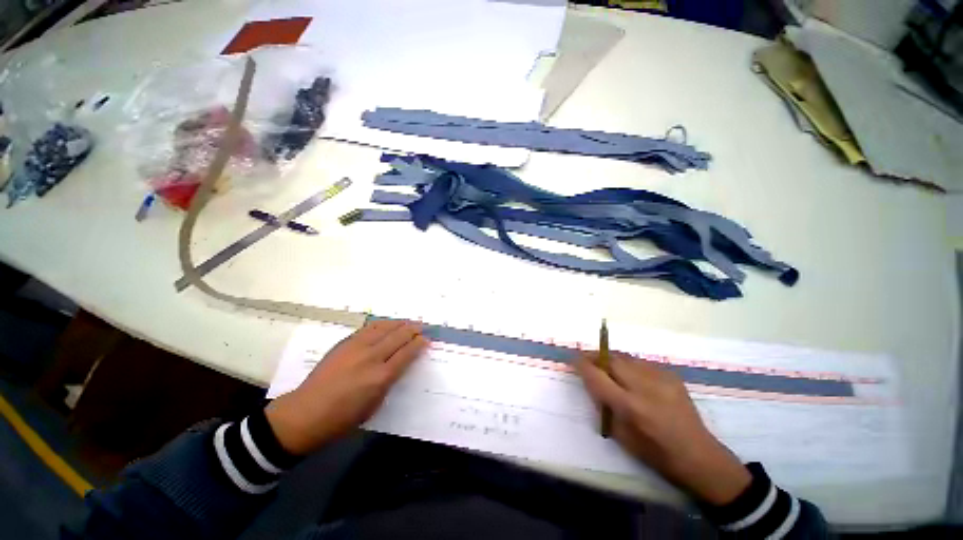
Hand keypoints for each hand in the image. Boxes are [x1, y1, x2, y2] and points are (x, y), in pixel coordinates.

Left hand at [265, 321, 427, 455]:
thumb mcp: (375, 405)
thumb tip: (400, 366)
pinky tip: (388, 324)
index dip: (419, 344)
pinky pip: (369, 328)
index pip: (407, 353)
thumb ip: (390, 382)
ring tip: (408, 322)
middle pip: (399, 336)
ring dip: (399, 323)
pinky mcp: (345, 343)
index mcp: (381, 377)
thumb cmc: (343, 418)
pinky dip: (383, 324)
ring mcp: (357, 347)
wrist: (305, 413)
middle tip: (422, 327)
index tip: (427, 340)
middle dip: (413, 330)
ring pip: (385, 328)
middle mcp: (372, 357)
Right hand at [576, 354, 750, 505]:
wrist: (698, 456)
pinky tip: (630, 374)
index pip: (596, 376)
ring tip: (605, 364)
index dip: (581, 365)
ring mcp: (660, 378)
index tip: (572, 360)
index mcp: (629, 406)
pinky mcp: (671, 375)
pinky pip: (641, 362)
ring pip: (625, 357)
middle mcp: (643, 387)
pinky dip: (629, 364)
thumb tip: (592, 383)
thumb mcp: (621, 436)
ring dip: (610, 358)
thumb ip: (604, 406)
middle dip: (594, 356)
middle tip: (586, 358)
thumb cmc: (655, 453)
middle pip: (610, 359)